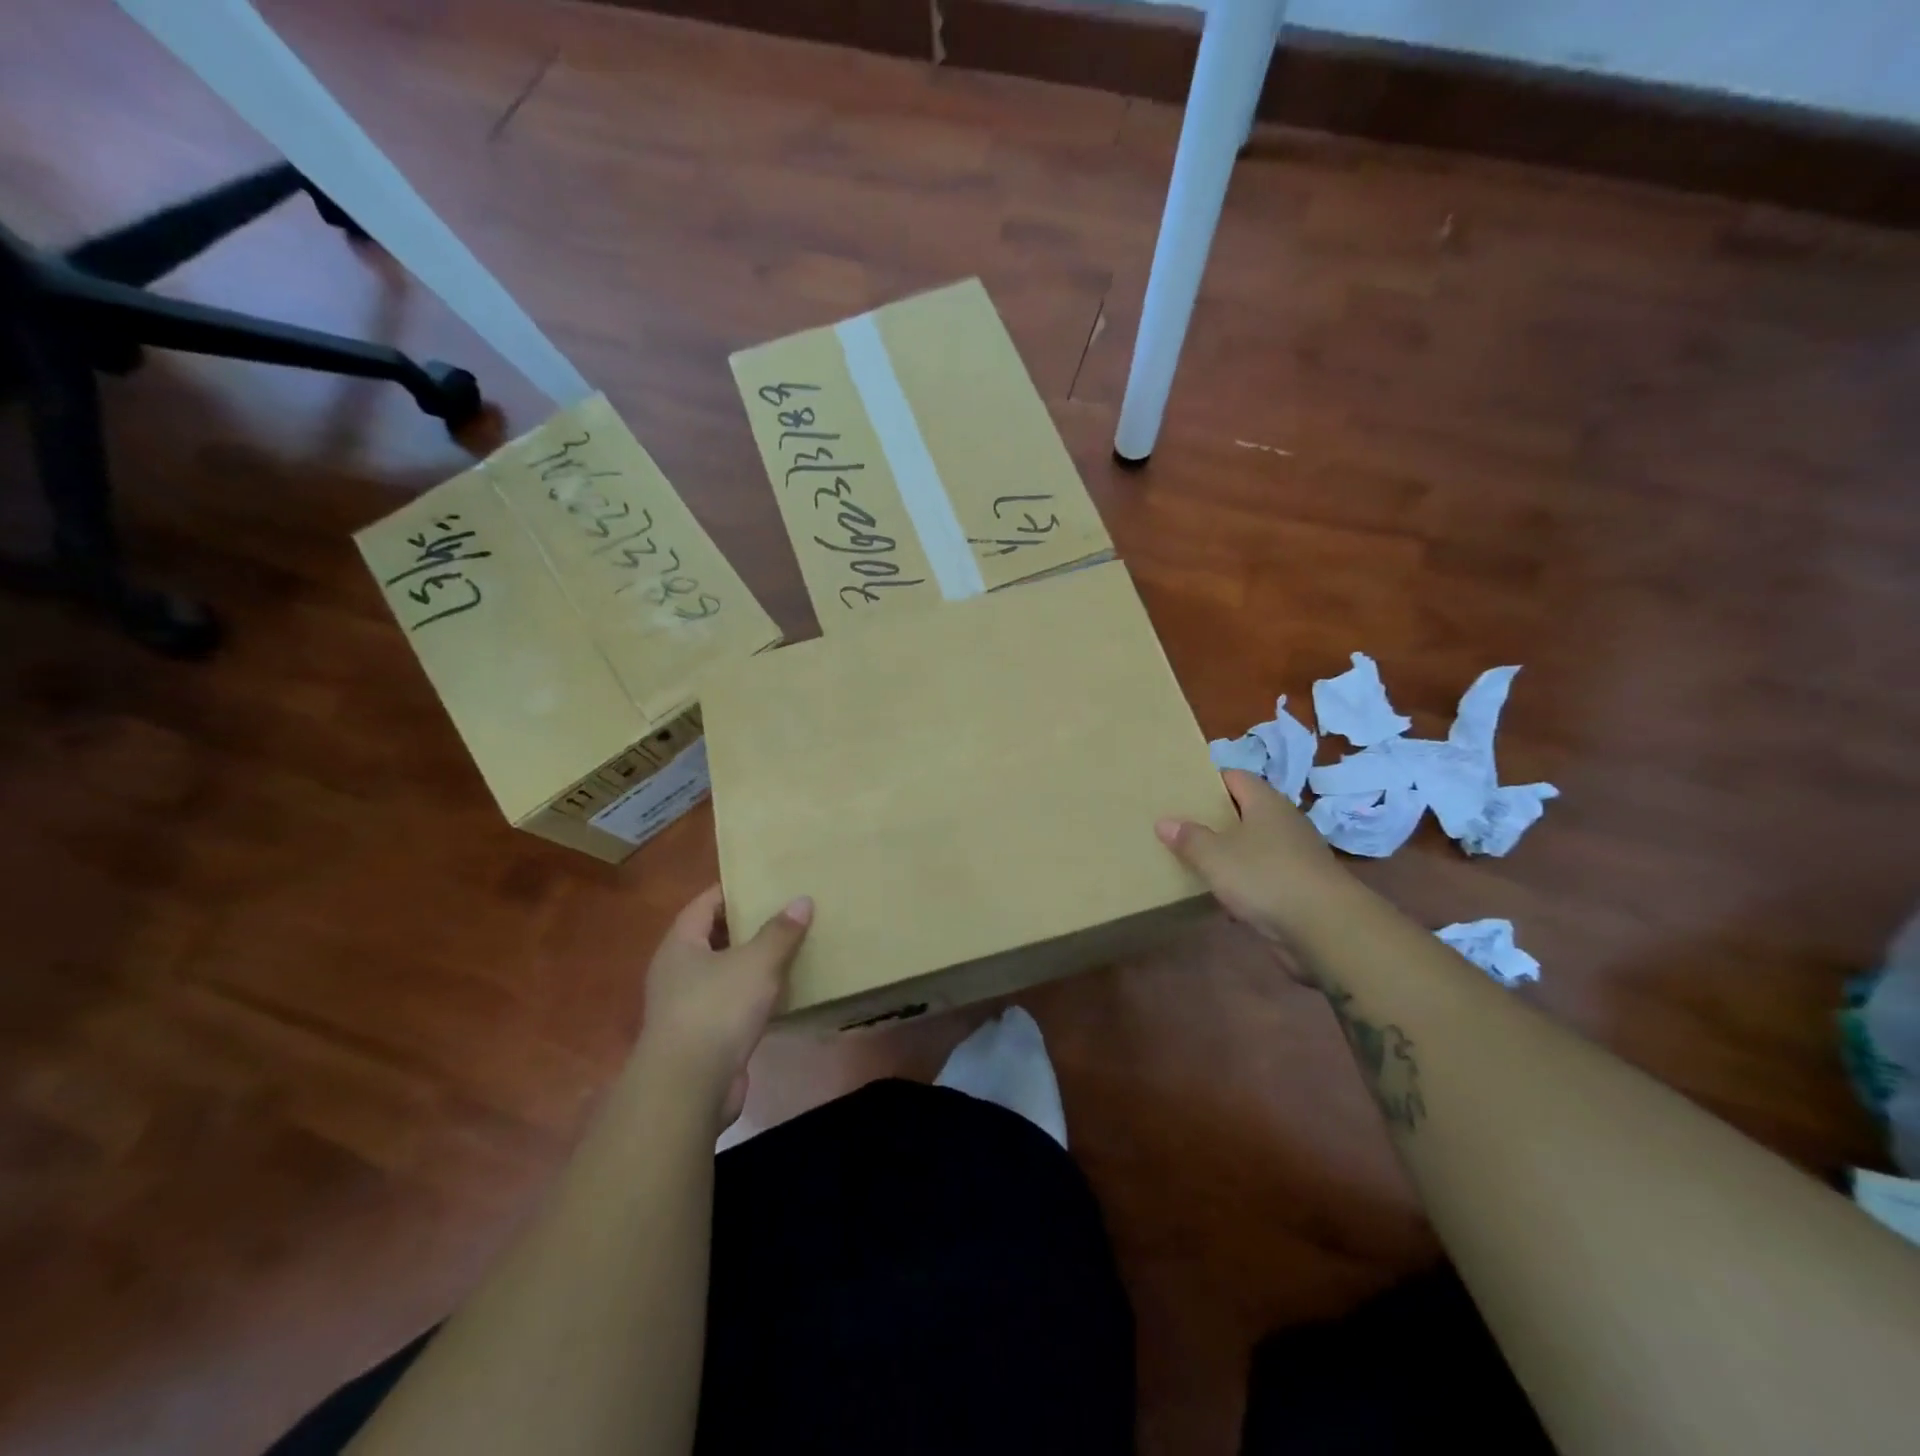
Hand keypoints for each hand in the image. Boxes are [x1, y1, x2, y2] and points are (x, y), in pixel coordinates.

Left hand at [637, 886, 812, 1127]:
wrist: (688, 1088)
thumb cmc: (717, 1009)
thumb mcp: (756, 962)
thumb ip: (780, 932)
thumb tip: (802, 900)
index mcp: (680, 945)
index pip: (704, 904)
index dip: (732, 890)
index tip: (764, 881)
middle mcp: (677, 972)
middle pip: (713, 938)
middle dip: (747, 926)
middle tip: (785, 912)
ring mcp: (686, 1007)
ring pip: (724, 973)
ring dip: (752, 964)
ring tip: (790, 949)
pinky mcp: (703, 1038)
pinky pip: (732, 1005)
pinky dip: (754, 997)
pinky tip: (782, 994)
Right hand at [1156, 770, 1354, 965]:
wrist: (1325, 929)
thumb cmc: (1265, 877)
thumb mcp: (1215, 856)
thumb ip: (1189, 838)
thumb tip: (1164, 821)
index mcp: (1266, 803)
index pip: (1236, 777)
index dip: (1210, 781)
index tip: (1183, 790)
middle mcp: (1284, 823)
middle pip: (1246, 812)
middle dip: (1217, 818)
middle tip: (1182, 825)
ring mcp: (1296, 857)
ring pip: (1255, 847)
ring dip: (1231, 854)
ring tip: (1196, 860)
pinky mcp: (1300, 888)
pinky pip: (1264, 877)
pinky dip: (1245, 883)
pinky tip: (1224, 897)